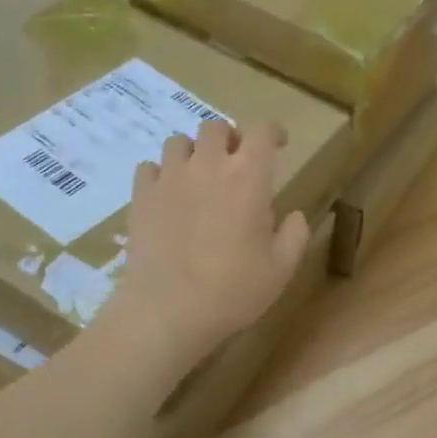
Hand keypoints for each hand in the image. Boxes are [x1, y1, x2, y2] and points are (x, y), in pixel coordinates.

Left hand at [107, 118, 310, 376]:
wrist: (169, 310)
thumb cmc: (233, 290)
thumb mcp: (281, 269)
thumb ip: (295, 235)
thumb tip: (296, 216)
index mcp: (249, 177)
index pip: (263, 130)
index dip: (273, 132)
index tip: (278, 145)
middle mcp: (208, 165)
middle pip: (216, 127)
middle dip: (229, 139)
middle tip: (235, 163)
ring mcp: (169, 177)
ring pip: (179, 142)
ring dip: (193, 153)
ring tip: (198, 178)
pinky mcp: (141, 195)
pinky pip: (149, 167)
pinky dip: (161, 174)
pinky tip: (167, 195)